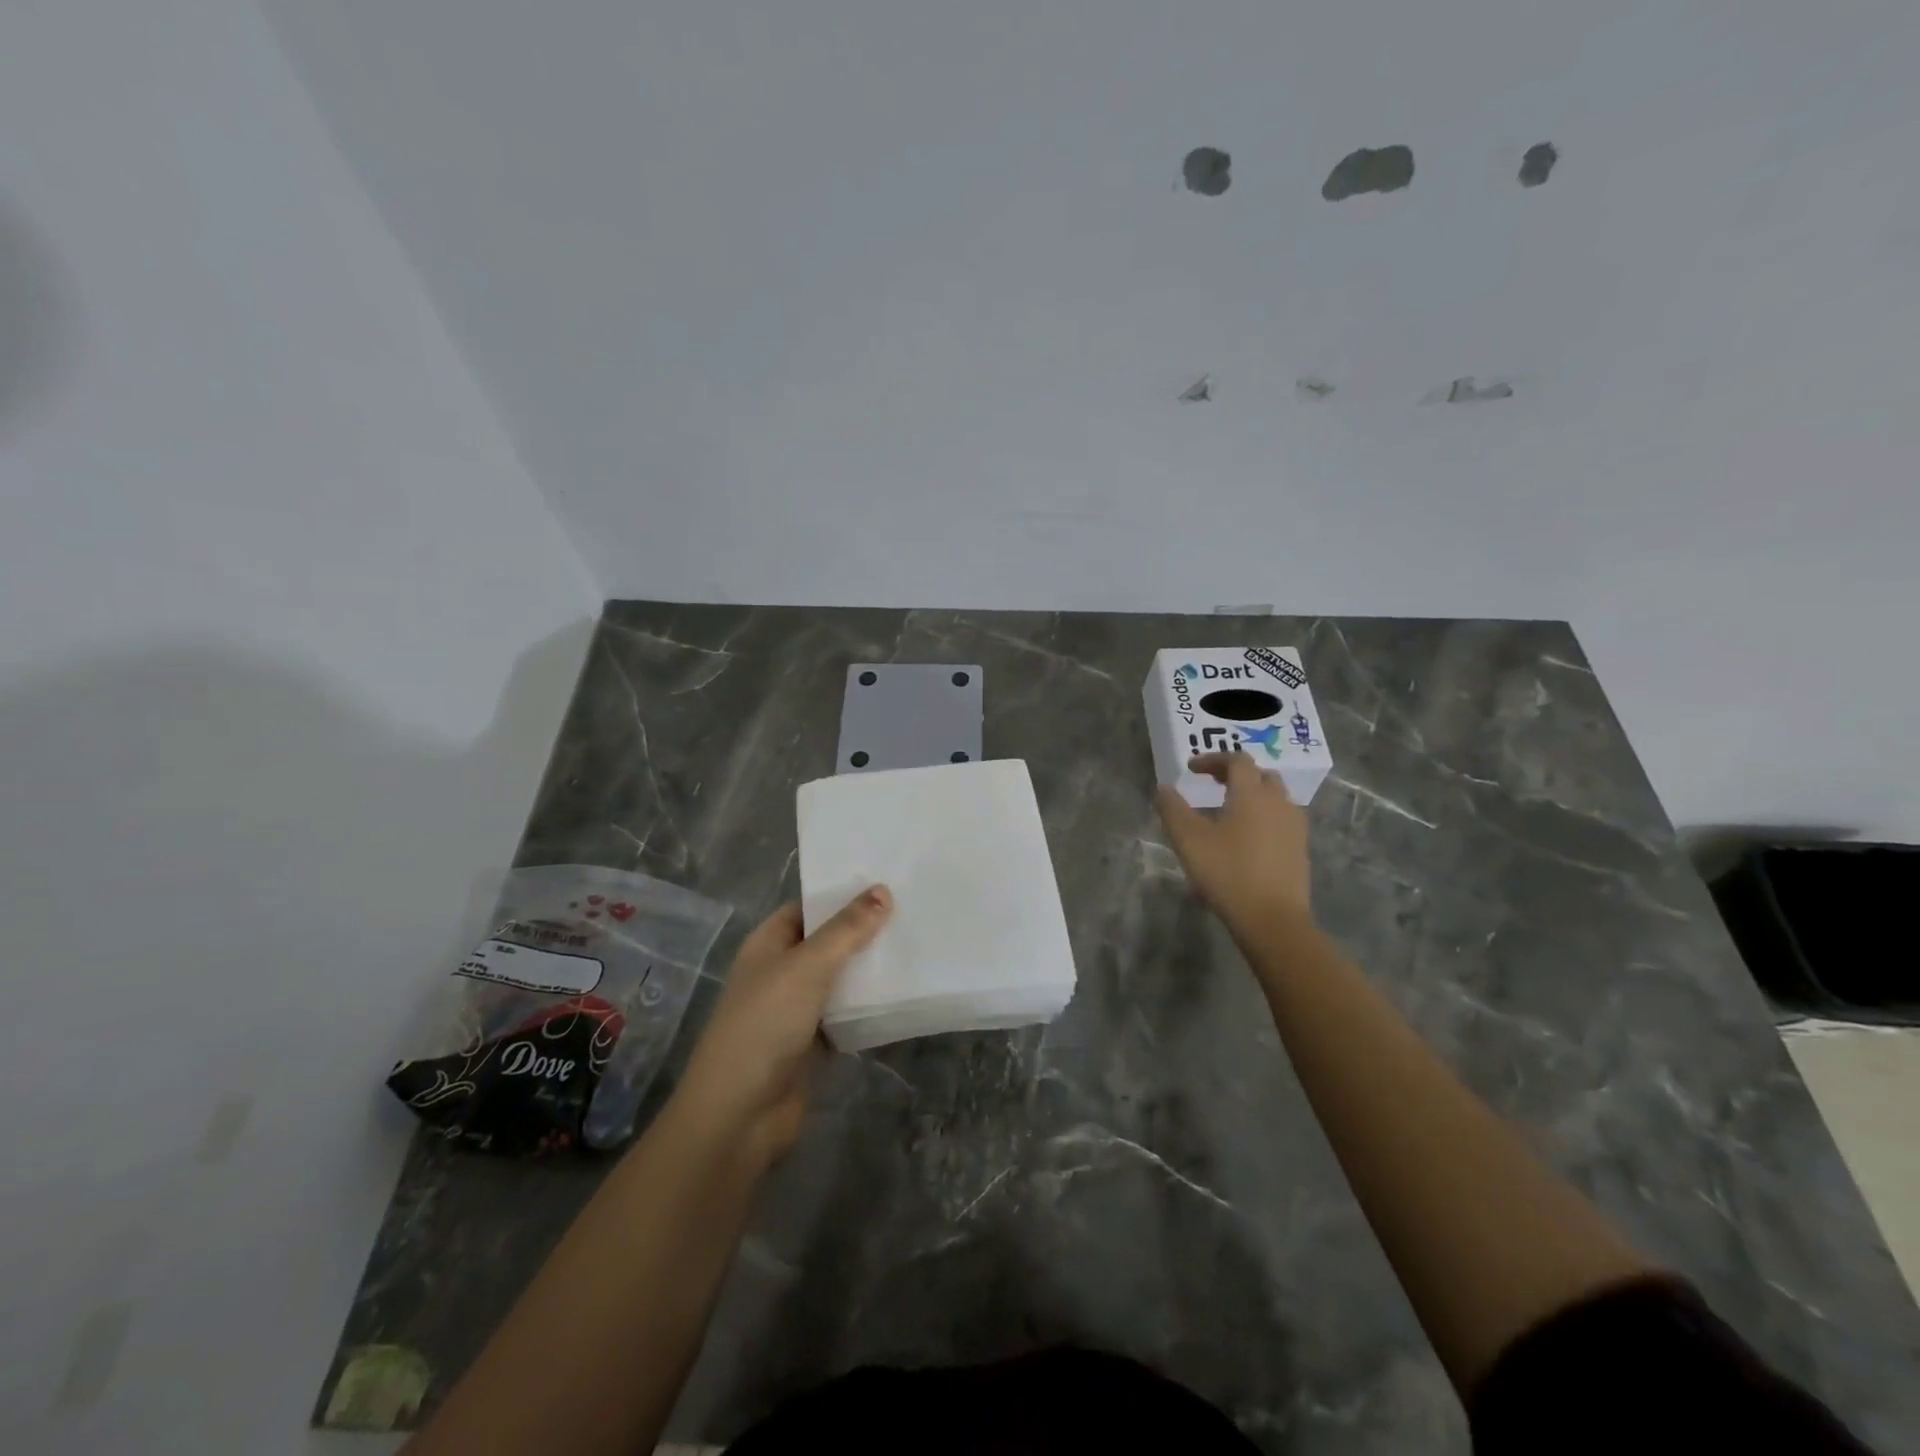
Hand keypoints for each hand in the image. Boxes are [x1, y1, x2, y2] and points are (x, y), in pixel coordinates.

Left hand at [673, 887, 891, 1166]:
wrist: (739, 1115)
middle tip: (913, 911)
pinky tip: (905, 995)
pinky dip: (870, 1007)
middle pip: (828, 942)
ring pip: (841, 979)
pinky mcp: (813, 1044)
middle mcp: (781, 971)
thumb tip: (882, 890)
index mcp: (768, 944)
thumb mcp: (807, 967)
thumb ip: (846, 930)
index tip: (887, 882)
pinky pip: (848, 1015)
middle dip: (864, 931)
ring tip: (918, 946)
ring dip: (871, 969)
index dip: (842, 894)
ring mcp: (796, 1010)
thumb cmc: (765, 1025)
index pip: (808, 907)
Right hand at [1155, 752, 1310, 925]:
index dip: (1213, 759)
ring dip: (1254, 796)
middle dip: (1237, 774)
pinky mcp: (1300, 850)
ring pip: (1276, 798)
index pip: (1237, 760)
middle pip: (1262, 775)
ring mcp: (1294, 827)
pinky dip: (1265, 818)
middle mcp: (1278, 803)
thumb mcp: (1188, 840)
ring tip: (1232, 811)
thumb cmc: (1228, 872)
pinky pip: (1283, 821)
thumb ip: (1172, 809)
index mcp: (1252, 794)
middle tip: (1214, 784)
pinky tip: (1249, 839)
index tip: (1192, 769)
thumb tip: (1163, 788)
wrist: (1273, 919)